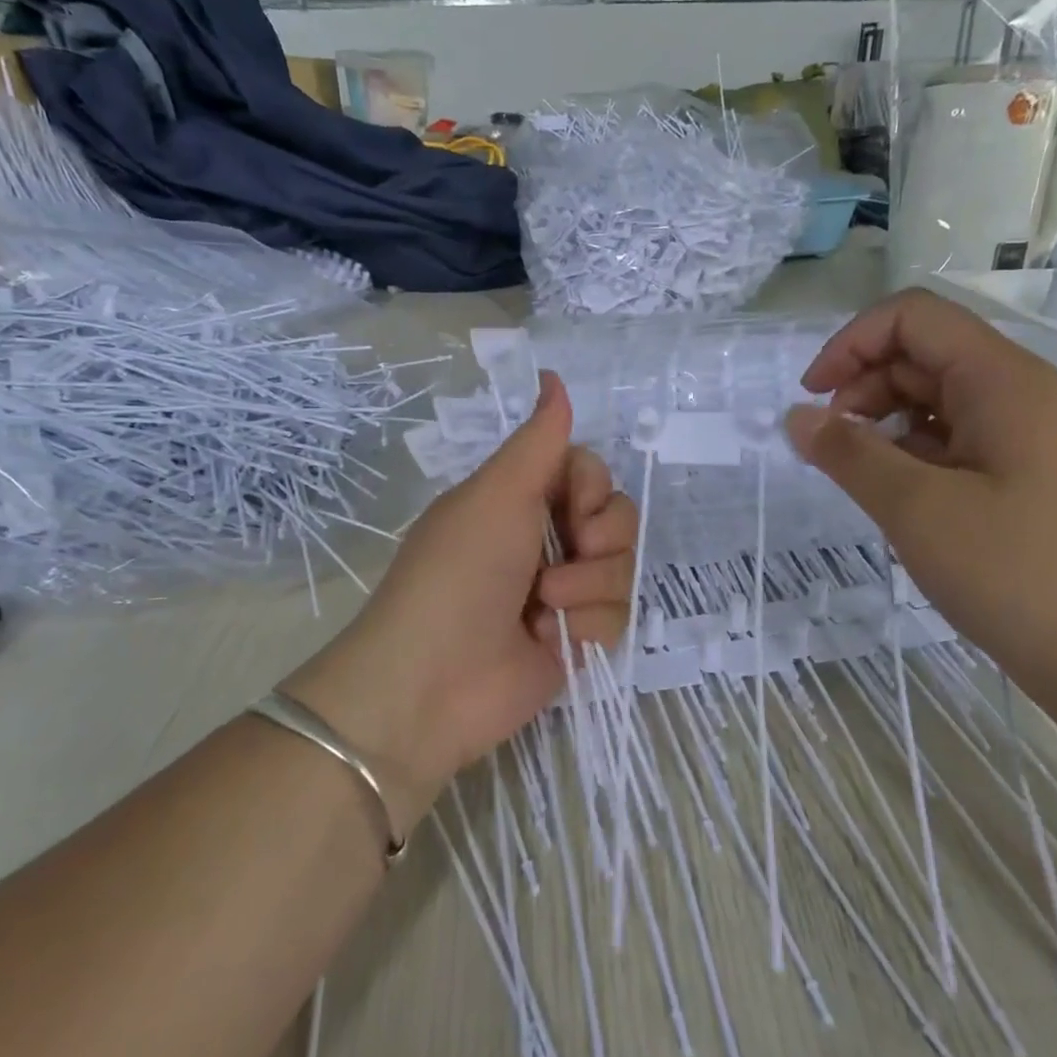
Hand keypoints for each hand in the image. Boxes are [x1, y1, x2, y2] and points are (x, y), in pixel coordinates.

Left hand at [282, 372, 635, 831]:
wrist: (433, 681)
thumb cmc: (459, 572)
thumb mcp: (497, 494)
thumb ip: (538, 439)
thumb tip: (552, 374)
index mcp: (520, 499)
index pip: (589, 472)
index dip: (592, 486)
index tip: (571, 506)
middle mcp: (544, 540)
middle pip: (616, 517)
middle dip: (599, 535)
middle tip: (566, 551)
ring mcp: (563, 592)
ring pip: (623, 567)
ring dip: (589, 584)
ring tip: (545, 605)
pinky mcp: (576, 639)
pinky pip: (618, 616)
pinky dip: (589, 625)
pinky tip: (554, 639)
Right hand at [785, 289, 1056, 712]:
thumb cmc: (1012, 573)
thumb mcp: (915, 508)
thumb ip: (848, 453)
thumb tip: (795, 416)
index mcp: (1002, 380)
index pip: (913, 317)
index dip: (851, 343)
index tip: (812, 398)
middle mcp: (1016, 390)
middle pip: (920, 351)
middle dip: (862, 384)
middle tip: (830, 444)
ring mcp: (1021, 430)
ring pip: (931, 393)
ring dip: (881, 418)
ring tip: (857, 470)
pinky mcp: (1017, 467)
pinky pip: (948, 432)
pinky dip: (907, 447)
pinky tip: (892, 488)